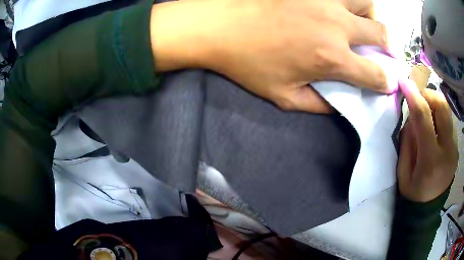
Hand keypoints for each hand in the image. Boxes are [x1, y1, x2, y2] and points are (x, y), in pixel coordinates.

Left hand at [150, 0, 388, 112]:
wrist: (220, 27)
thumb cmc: (248, 63)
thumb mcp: (284, 96)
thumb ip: (319, 104)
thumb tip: (343, 103)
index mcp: (331, 58)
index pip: (375, 74)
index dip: (386, 82)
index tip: (387, 82)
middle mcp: (336, 25)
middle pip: (381, 34)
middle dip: (389, 47)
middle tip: (384, 51)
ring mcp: (324, 0)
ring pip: (366, 2)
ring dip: (371, 16)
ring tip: (363, 23)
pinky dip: (349, 0)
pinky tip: (342, 6)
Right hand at [397, 79, 457, 202]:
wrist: (428, 209)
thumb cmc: (413, 193)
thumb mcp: (403, 172)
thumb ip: (408, 142)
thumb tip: (411, 115)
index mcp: (431, 161)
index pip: (424, 118)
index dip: (413, 96)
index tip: (403, 82)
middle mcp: (448, 151)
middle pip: (442, 107)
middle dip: (429, 95)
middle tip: (418, 99)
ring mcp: (454, 148)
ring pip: (447, 111)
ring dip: (435, 105)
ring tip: (427, 114)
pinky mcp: (456, 147)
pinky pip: (449, 122)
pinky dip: (440, 117)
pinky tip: (434, 127)